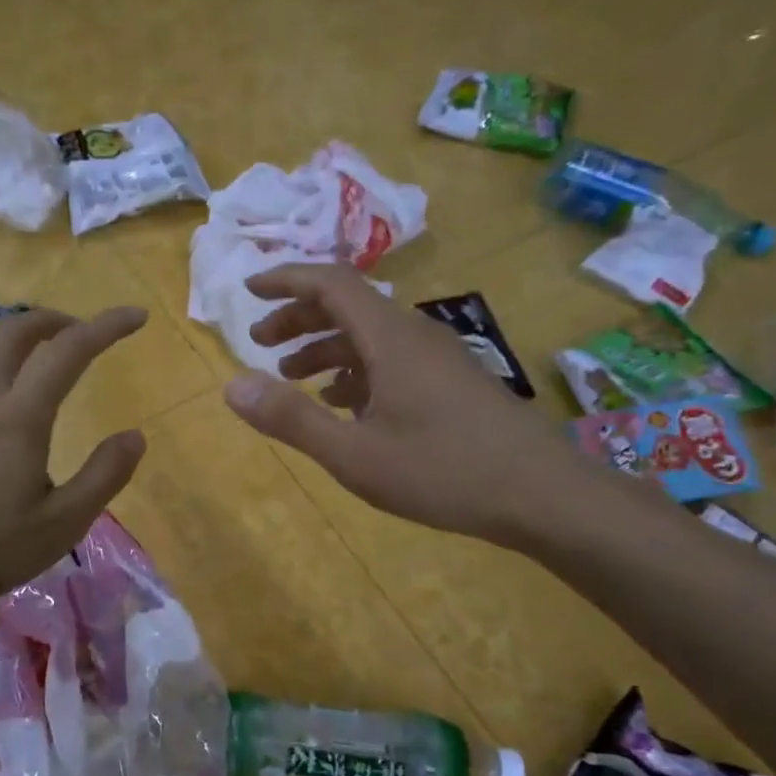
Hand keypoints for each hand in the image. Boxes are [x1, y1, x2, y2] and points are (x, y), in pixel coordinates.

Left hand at [0, 306, 148, 592]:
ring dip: (22, 338)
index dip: (106, 326)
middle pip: (16, 330)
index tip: (136, 317)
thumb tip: (134, 436)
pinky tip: (4, 394)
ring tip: (45, 357)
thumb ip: (105, 475)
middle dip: (55, 320)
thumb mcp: (64, 522)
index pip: (68, 350)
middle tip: (83, 333)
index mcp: (21, 415)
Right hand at [220, 264, 582, 546]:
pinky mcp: (451, 383)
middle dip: (298, 318)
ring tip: (293, 378)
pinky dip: (355, 370)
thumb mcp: (354, 453)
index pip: (331, 283)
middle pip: (348, 305)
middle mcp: (414, 335)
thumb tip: (231, 386)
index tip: (249, 291)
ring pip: (369, 335)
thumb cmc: (443, 471)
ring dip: (325, 347)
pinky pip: (391, 360)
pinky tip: (344, 406)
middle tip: (261, 344)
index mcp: (389, 338)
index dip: (286, 280)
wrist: (544, 495)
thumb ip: (291, 419)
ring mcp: (437, 358)